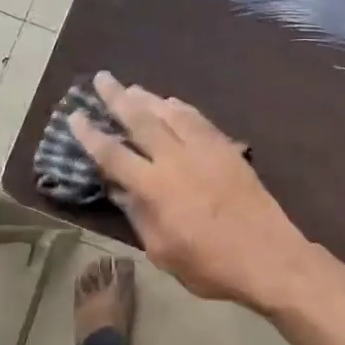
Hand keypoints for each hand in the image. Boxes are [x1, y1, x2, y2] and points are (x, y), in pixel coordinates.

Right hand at [71, 72, 311, 309]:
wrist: (268, 257)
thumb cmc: (210, 265)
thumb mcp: (162, 251)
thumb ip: (138, 216)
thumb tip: (118, 189)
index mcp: (155, 188)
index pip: (113, 155)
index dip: (91, 135)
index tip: (75, 116)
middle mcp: (176, 160)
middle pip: (141, 120)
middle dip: (117, 97)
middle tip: (101, 78)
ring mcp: (205, 150)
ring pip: (171, 113)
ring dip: (148, 97)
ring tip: (131, 87)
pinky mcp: (227, 150)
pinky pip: (199, 120)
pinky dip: (181, 108)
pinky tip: (172, 103)